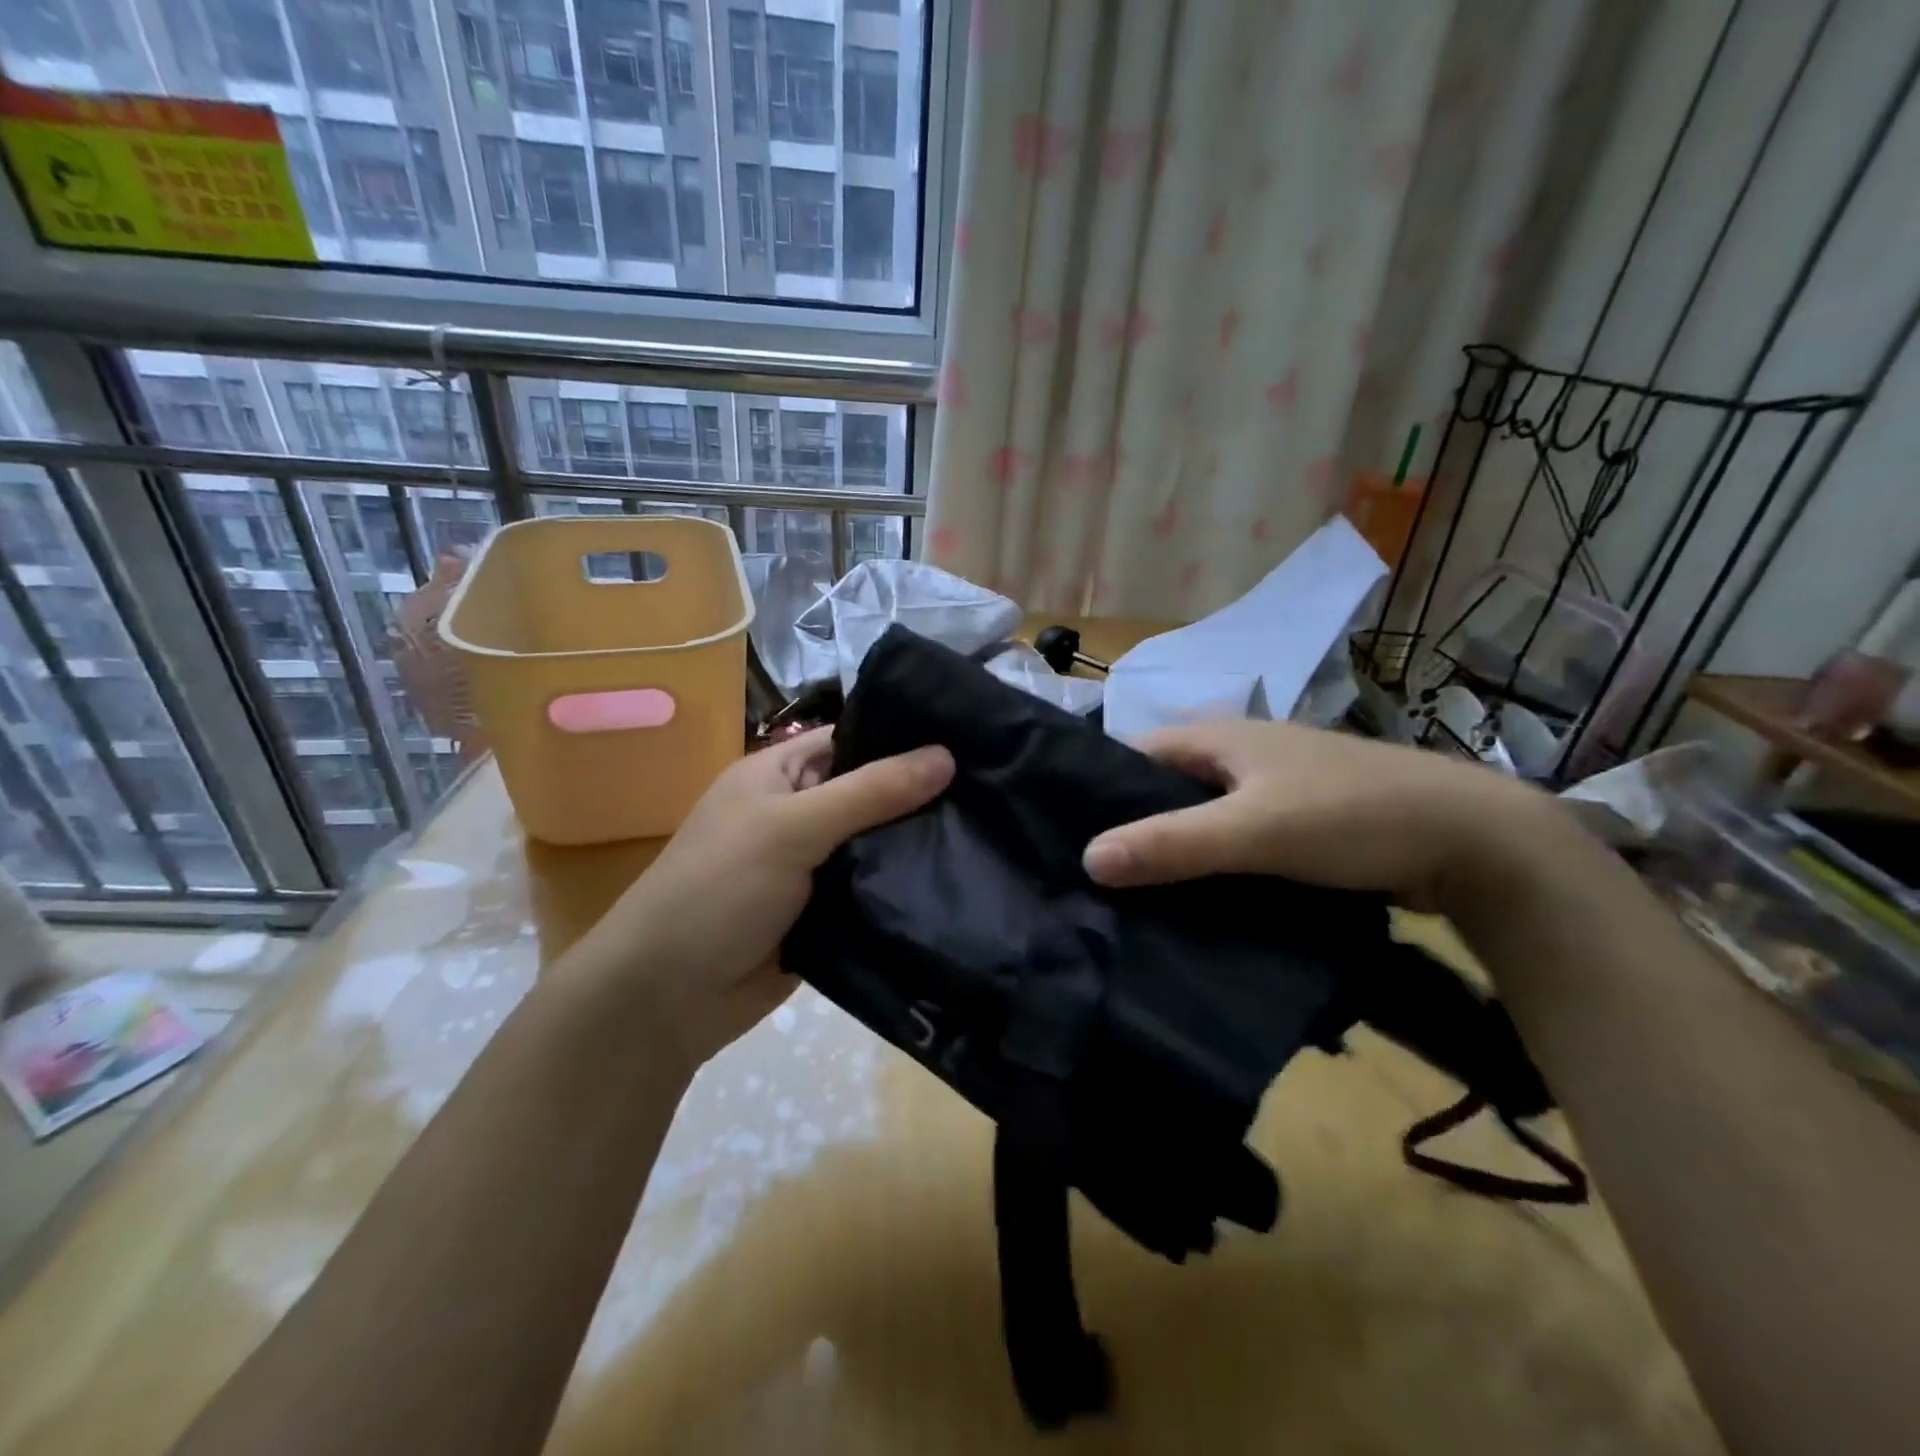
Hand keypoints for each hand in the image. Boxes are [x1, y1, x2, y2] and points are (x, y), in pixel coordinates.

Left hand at [572, 727, 953, 1071]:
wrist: (668, 999)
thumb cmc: (718, 889)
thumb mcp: (790, 828)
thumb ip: (868, 793)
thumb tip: (946, 755)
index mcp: (779, 775)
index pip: (852, 739)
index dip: (903, 736)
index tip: (971, 737)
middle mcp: (799, 814)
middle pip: (872, 793)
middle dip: (922, 794)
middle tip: (994, 789)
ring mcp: (814, 867)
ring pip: (878, 845)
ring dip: (919, 844)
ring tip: (991, 832)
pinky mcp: (827, 914)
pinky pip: (874, 890)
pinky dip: (905, 888)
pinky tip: (959, 881)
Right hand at [1081, 719, 1551, 909]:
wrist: (1476, 841)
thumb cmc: (1352, 817)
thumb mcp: (1253, 830)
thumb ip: (1171, 843)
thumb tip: (1087, 859)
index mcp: (1223, 738)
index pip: (1137, 754)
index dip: (1102, 789)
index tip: (1069, 836)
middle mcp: (1243, 754)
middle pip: (1169, 789)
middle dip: (1136, 827)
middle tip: (1098, 880)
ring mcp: (1277, 789)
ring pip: (1206, 817)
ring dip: (1178, 850)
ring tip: (1138, 898)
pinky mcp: (1304, 823)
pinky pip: (1240, 840)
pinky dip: (1216, 865)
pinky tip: (1200, 901)